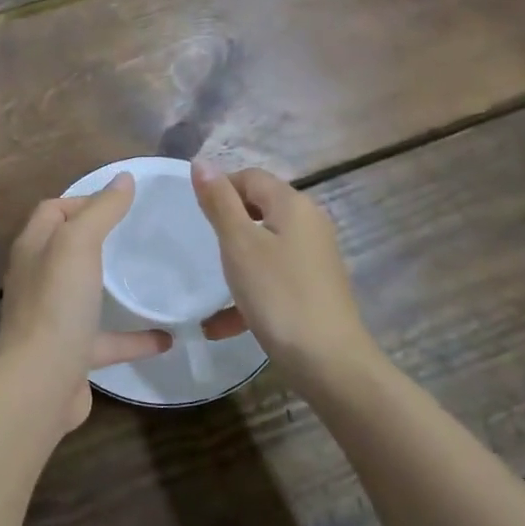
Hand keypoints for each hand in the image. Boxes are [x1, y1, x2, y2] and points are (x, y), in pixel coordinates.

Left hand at [0, 174, 172, 433]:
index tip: (120, 201)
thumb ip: (101, 210)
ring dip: (113, 287)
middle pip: (66, 249)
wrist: (40, 385)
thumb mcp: (78, 243)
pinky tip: (167, 337)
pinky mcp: (72, 354)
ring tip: (149, 278)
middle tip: (137, 233)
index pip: (52, 210)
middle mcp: (38, 280)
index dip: (82, 199)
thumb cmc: (56, 304)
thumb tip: (123, 178)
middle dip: (97, 238)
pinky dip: (134, 337)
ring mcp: (53, 318)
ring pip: (85, 294)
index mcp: (34, 248)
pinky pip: (106, 339)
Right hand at [191, 163, 370, 376]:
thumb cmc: (278, 294)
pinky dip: (249, 291)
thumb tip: (201, 162)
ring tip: (208, 286)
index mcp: (293, 205)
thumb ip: (219, 202)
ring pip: (264, 246)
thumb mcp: (239, 244)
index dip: (221, 187)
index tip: (195, 215)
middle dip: (227, 225)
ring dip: (234, 263)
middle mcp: (309, 224)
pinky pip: (273, 277)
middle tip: (200, 246)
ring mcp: (314, 257)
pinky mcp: (314, 288)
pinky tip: (220, 325)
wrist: (329, 362)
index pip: (251, 177)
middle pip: (260, 209)